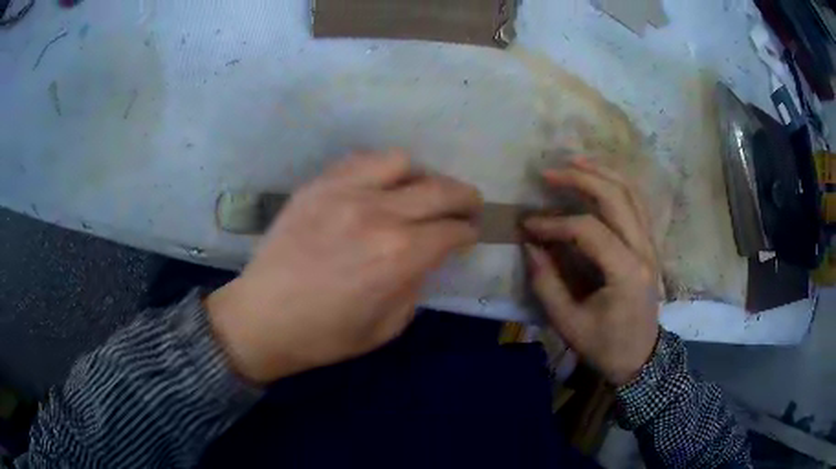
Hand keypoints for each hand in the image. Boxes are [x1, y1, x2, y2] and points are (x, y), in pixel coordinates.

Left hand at [207, 151, 481, 383]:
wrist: (262, 318)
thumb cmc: (325, 335)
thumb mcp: (387, 327)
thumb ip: (416, 285)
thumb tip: (427, 257)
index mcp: (399, 256)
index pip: (452, 231)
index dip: (468, 232)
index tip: (470, 234)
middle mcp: (378, 214)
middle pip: (439, 189)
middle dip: (464, 196)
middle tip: (468, 205)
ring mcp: (344, 192)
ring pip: (402, 162)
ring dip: (421, 177)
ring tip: (420, 192)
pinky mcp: (318, 186)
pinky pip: (361, 160)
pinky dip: (382, 168)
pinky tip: (381, 184)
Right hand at [523, 158, 659, 385]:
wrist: (640, 358)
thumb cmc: (605, 346)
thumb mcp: (569, 324)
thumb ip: (547, 283)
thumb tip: (530, 245)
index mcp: (627, 273)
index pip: (589, 230)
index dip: (554, 223)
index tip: (528, 225)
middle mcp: (644, 250)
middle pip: (616, 197)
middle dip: (580, 179)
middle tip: (548, 172)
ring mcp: (651, 244)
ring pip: (631, 193)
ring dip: (602, 172)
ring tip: (574, 161)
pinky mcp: (649, 244)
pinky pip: (636, 203)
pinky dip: (616, 184)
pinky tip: (598, 178)